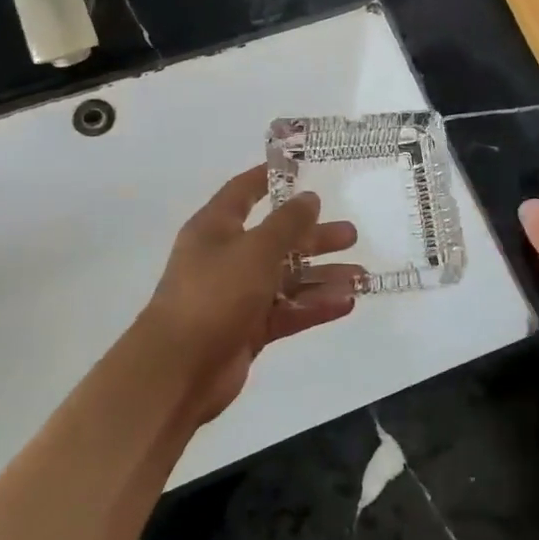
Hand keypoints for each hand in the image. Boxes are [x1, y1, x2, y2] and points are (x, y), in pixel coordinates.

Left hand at [139, 166, 364, 422]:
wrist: (177, 371)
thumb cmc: (214, 294)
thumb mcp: (256, 249)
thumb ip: (287, 223)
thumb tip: (310, 197)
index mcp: (216, 228)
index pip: (243, 191)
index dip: (270, 178)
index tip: (303, 169)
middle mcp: (226, 257)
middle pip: (276, 239)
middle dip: (314, 236)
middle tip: (351, 234)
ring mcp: (237, 295)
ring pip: (287, 278)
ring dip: (322, 275)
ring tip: (361, 275)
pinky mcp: (248, 329)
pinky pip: (287, 310)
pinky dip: (314, 306)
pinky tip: (346, 303)